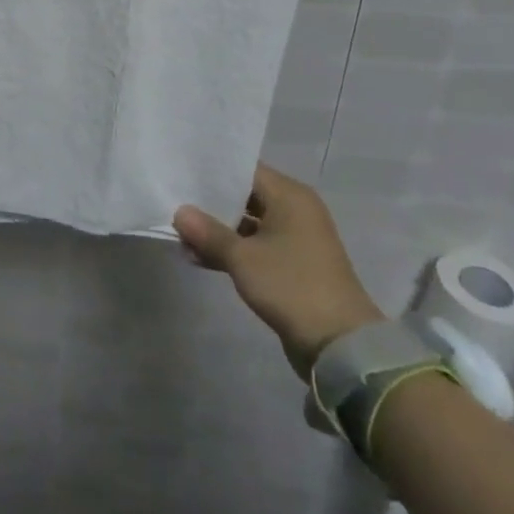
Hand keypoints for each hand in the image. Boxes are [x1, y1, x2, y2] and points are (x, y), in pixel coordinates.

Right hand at [174, 163, 382, 379]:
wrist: (339, 344)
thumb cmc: (291, 286)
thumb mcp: (242, 257)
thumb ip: (208, 232)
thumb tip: (179, 212)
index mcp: (290, 196)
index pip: (245, 169)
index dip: (212, 170)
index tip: (181, 171)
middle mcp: (295, 210)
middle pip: (245, 195)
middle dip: (210, 202)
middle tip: (175, 200)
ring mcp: (295, 239)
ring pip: (248, 223)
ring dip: (218, 230)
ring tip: (180, 234)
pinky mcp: (293, 264)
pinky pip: (256, 245)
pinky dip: (232, 249)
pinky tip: (199, 257)